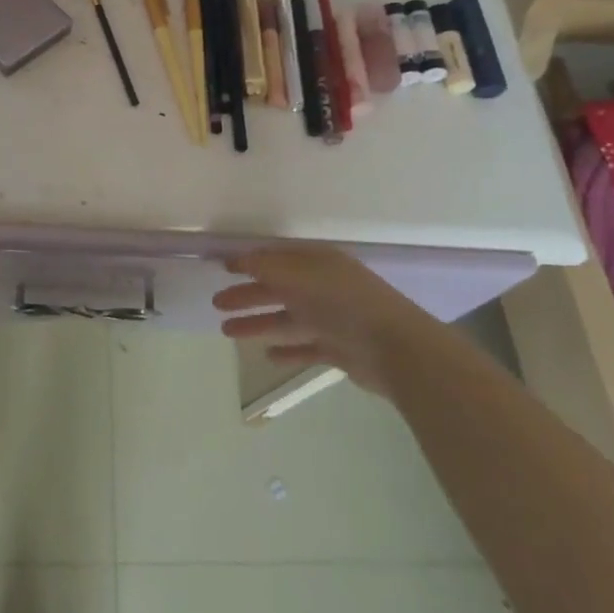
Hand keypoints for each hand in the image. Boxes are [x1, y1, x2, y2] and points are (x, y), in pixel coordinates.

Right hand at [212, 245, 437, 396]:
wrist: (396, 348)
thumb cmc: (345, 303)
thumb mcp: (302, 275)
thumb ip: (268, 267)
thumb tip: (239, 257)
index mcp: (318, 264)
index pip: (277, 258)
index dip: (250, 261)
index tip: (222, 266)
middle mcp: (323, 288)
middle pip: (278, 289)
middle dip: (247, 295)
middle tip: (217, 303)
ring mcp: (331, 320)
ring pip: (286, 319)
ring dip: (257, 323)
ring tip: (227, 331)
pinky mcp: (338, 350)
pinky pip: (305, 347)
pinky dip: (287, 350)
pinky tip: (267, 355)